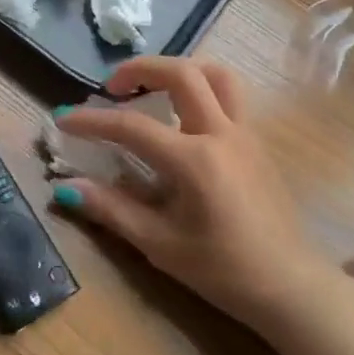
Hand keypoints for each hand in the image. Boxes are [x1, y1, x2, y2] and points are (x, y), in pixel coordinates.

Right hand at [52, 57, 336, 342]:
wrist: (289, 286)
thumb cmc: (223, 270)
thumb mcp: (160, 245)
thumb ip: (112, 209)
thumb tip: (66, 187)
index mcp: (195, 160)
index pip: (133, 126)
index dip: (93, 120)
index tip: (63, 118)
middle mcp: (222, 134)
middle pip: (182, 73)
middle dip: (140, 68)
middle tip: (112, 86)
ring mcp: (246, 133)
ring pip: (216, 74)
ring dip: (179, 70)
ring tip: (152, 88)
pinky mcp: (257, 142)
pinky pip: (230, 95)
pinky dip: (201, 88)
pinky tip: (182, 116)